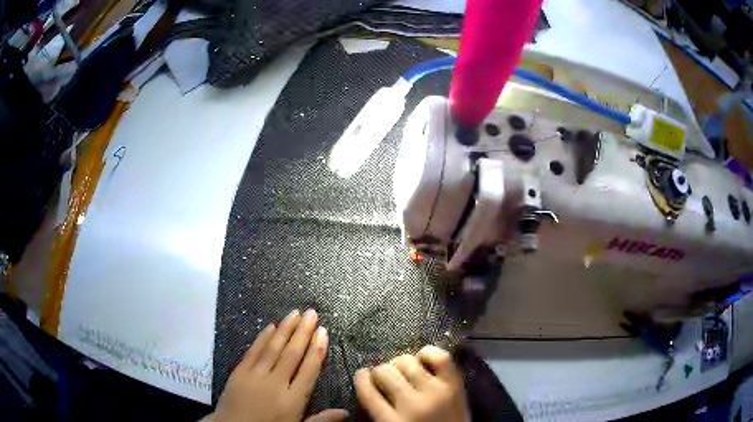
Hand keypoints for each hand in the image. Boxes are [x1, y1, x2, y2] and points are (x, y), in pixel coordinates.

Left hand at [211, 309, 346, 421]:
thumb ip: (321, 419)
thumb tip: (346, 412)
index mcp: (293, 400)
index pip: (309, 370)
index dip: (317, 350)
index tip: (323, 332)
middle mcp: (276, 383)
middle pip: (292, 354)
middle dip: (303, 332)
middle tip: (312, 313)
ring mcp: (256, 375)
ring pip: (274, 348)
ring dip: (285, 329)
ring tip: (295, 313)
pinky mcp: (239, 371)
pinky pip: (253, 351)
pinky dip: (263, 337)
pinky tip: (271, 326)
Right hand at [355, 346, 468, 421]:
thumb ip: (378, 412)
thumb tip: (370, 386)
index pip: (367, 392)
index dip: (362, 379)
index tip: (363, 374)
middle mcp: (412, 405)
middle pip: (385, 373)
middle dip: (380, 372)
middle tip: (386, 377)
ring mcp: (436, 392)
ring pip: (407, 362)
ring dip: (400, 363)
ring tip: (404, 370)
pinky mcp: (455, 384)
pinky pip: (439, 357)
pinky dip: (428, 353)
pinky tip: (423, 359)